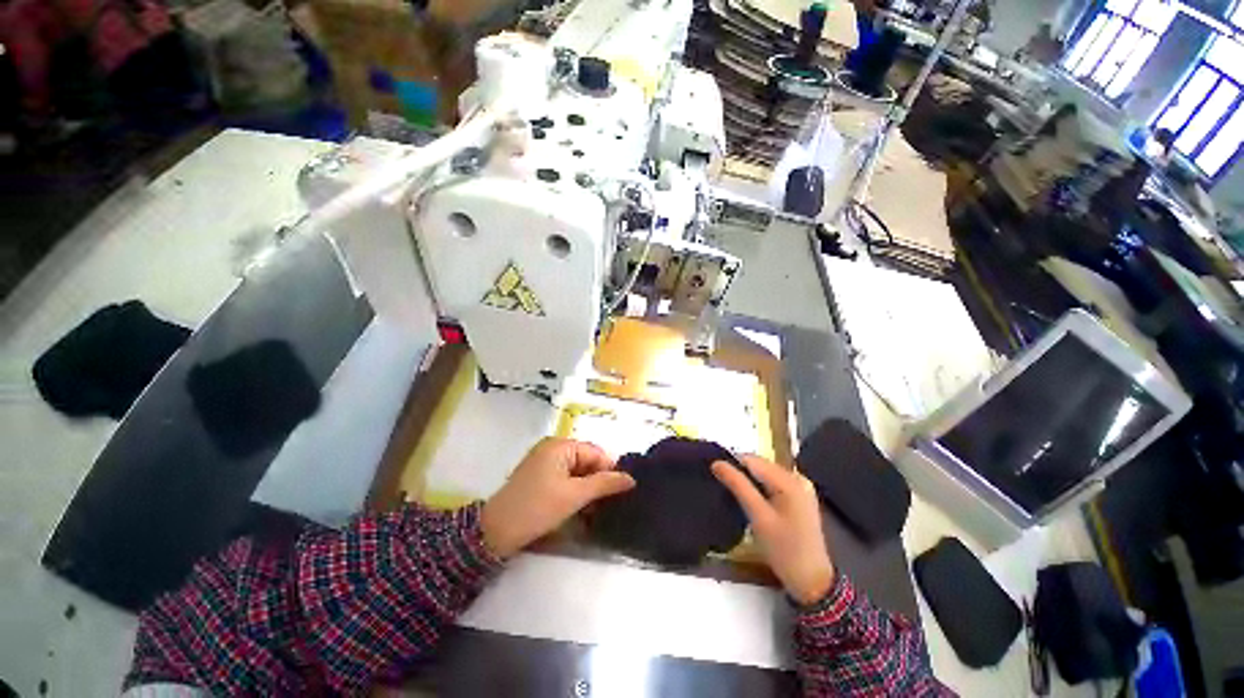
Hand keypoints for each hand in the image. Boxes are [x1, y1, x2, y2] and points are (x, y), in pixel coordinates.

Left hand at [481, 438, 634, 558]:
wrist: (495, 531)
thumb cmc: (537, 508)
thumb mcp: (575, 495)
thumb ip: (604, 484)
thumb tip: (631, 479)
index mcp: (560, 445)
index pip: (595, 452)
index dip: (609, 470)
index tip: (621, 492)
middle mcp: (552, 448)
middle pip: (586, 461)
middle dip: (597, 481)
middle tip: (608, 504)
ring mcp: (544, 462)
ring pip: (576, 472)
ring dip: (586, 489)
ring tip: (596, 510)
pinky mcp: (538, 477)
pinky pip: (564, 479)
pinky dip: (574, 491)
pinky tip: (580, 509)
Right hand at [712, 455, 835, 604]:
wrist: (812, 582)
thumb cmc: (784, 550)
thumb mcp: (758, 516)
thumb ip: (738, 486)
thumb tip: (716, 463)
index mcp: (790, 480)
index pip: (752, 460)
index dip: (732, 465)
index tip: (715, 476)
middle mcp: (797, 477)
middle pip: (759, 465)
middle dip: (741, 474)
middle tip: (724, 489)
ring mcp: (801, 487)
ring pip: (765, 474)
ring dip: (749, 482)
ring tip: (735, 496)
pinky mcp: (799, 497)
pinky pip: (773, 483)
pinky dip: (760, 489)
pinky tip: (753, 503)